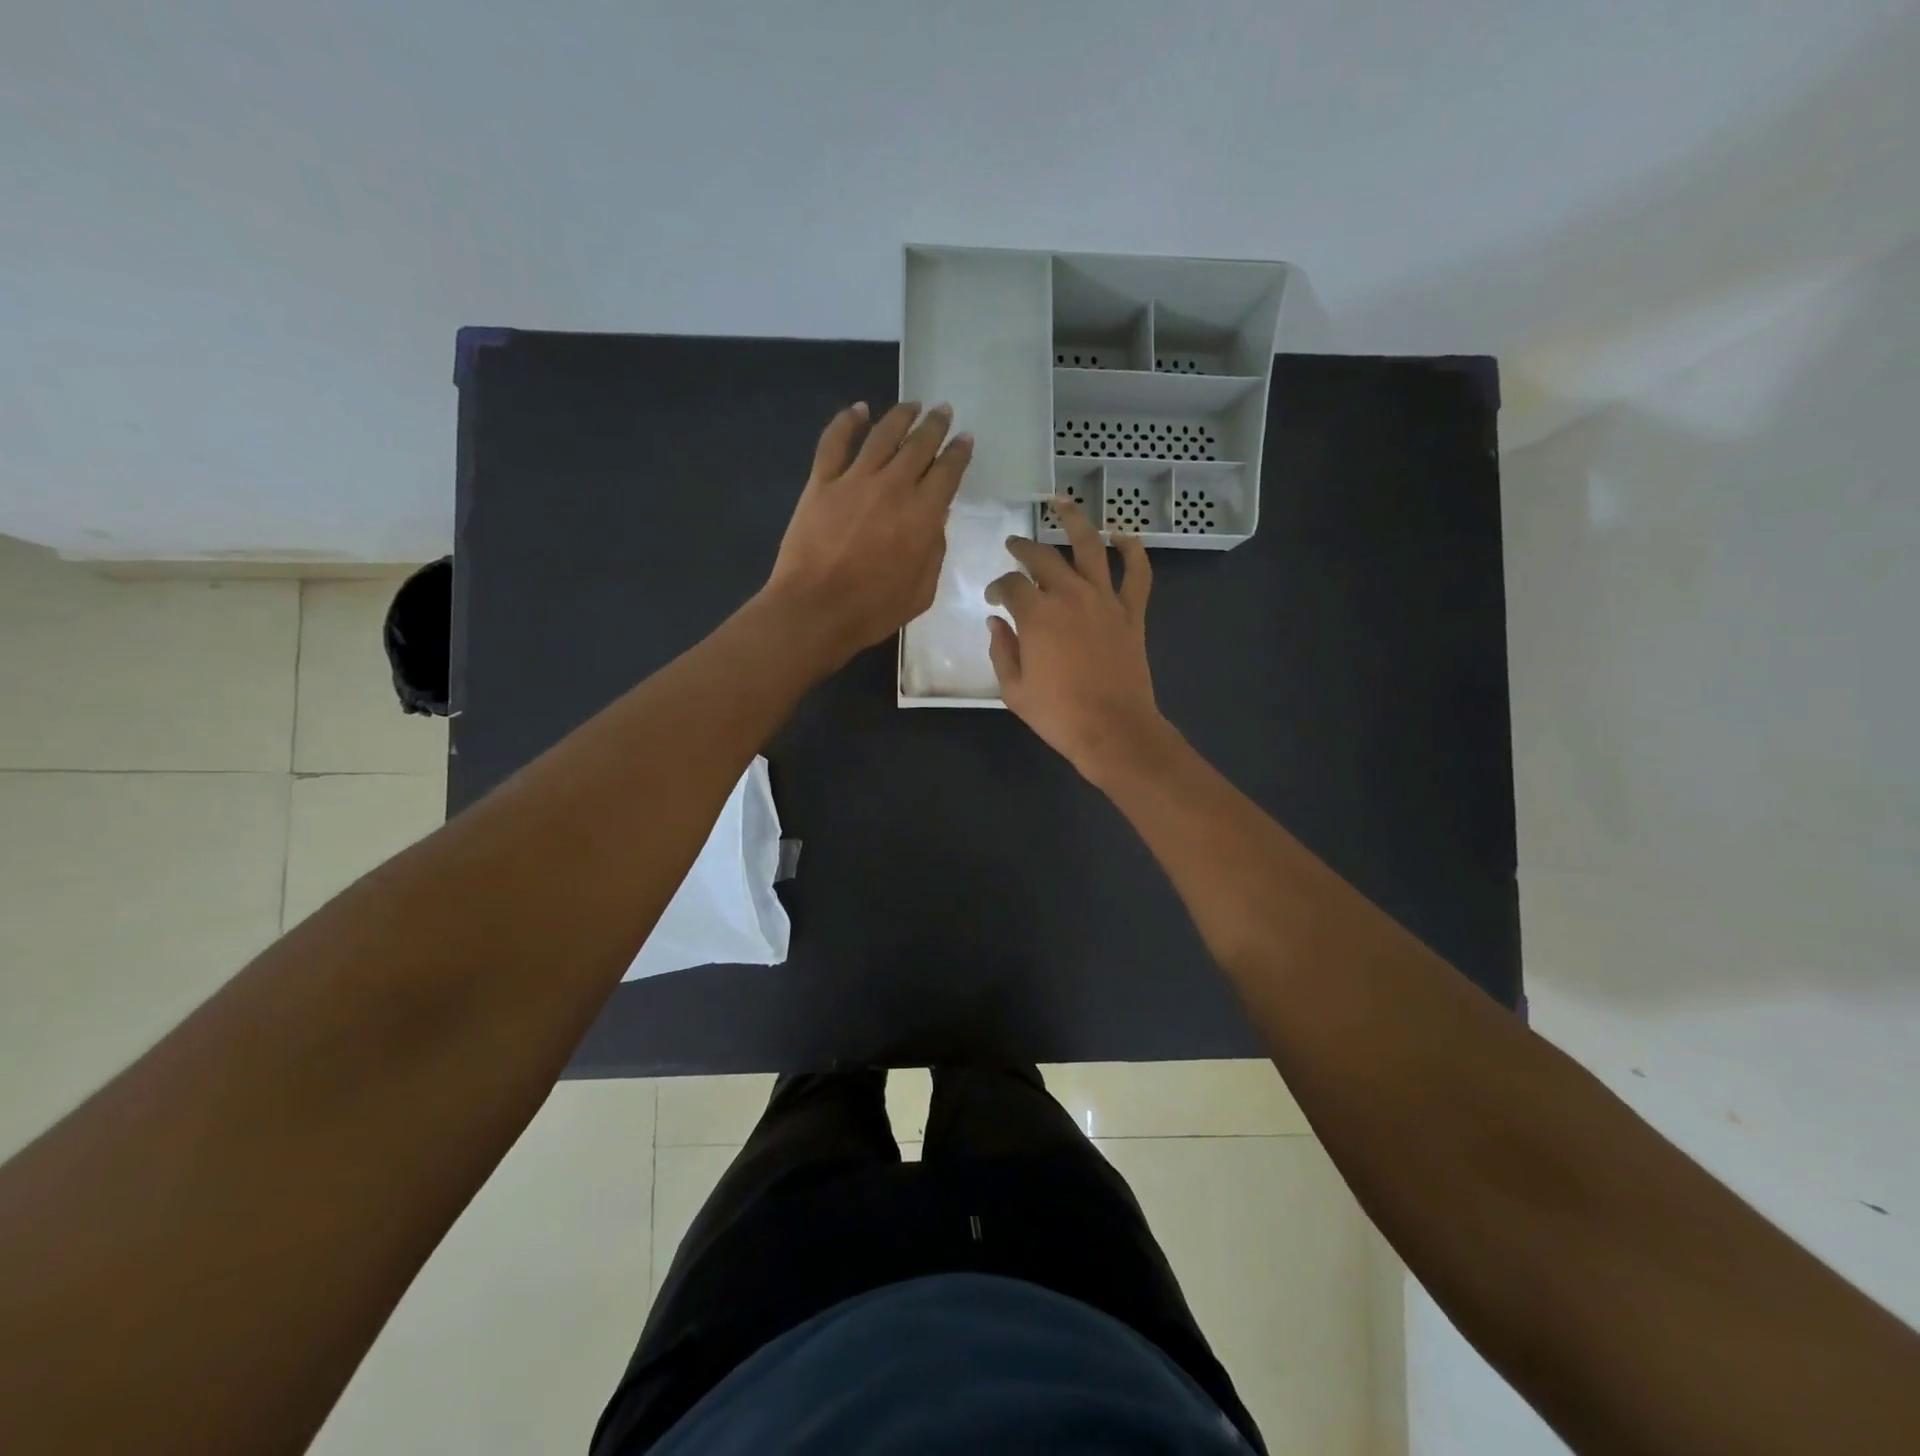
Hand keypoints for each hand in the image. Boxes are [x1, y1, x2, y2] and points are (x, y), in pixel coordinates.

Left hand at [762, 401, 972, 666]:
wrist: (815, 610)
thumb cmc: (873, 610)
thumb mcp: (922, 591)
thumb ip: (934, 550)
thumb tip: (936, 519)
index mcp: (923, 515)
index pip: (948, 473)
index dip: (959, 453)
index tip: (965, 439)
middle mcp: (893, 487)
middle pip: (919, 446)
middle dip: (935, 426)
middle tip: (943, 411)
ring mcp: (854, 481)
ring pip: (882, 435)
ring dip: (900, 416)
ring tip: (911, 405)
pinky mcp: (821, 483)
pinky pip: (834, 443)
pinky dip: (847, 421)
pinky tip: (858, 410)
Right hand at [986, 496, 1170, 781]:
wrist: (1112, 730)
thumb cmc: (1058, 714)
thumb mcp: (1014, 689)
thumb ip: (1002, 650)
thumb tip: (996, 623)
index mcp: (1036, 615)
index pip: (1011, 584)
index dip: (998, 586)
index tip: (994, 598)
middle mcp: (1070, 596)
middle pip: (1044, 557)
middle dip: (1024, 547)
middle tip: (1015, 544)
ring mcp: (1105, 600)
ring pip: (1090, 547)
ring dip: (1075, 521)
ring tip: (1061, 504)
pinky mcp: (1131, 613)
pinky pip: (1138, 574)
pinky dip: (1134, 551)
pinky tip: (1124, 536)